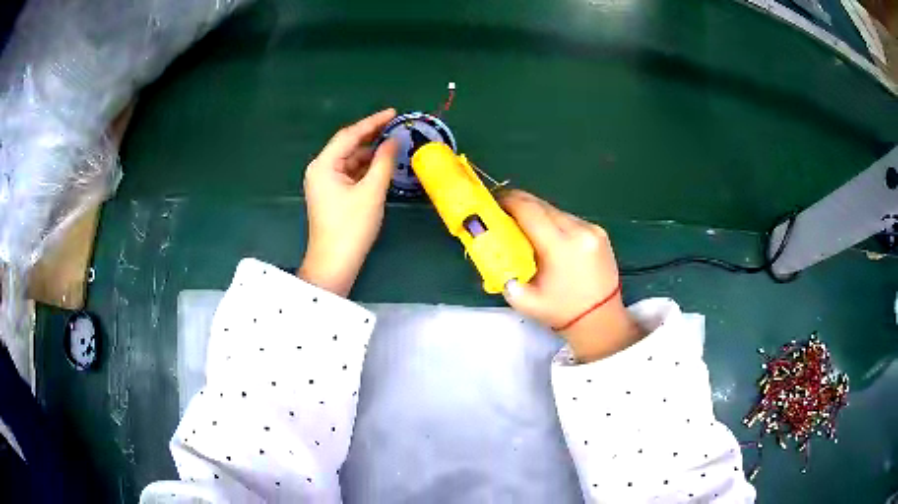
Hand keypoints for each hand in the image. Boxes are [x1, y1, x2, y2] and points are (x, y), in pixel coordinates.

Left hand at [298, 109, 398, 296]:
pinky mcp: (330, 194)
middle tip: (396, 126)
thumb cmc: (351, 227)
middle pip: (348, 146)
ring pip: (350, 160)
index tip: (393, 113)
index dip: (373, 122)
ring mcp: (324, 182)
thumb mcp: (372, 191)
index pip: (349, 135)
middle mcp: (320, 169)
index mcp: (323, 165)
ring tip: (394, 144)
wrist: (335, 263)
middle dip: (372, 136)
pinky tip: (382, 165)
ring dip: (370, 153)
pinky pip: (349, 173)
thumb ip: (383, 161)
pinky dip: (365, 168)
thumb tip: (393, 141)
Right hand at [499, 190, 644, 362]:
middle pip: (542, 204)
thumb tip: (489, 248)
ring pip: (555, 210)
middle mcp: (578, 231)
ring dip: (537, 213)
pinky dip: (553, 222)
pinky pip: (569, 219)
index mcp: (560, 247)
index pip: (529, 210)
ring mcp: (592, 229)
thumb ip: (504, 271)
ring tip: (523, 225)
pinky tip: (547, 235)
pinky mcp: (599, 232)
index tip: (492, 202)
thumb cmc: (561, 312)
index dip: (507, 201)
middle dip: (519, 203)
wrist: (601, 320)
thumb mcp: (524, 300)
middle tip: (501, 210)